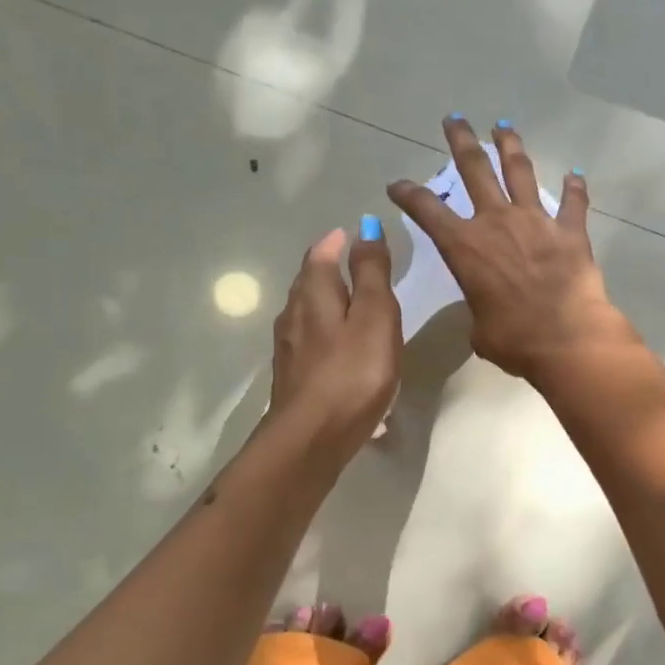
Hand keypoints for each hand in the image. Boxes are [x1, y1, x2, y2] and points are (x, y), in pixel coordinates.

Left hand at [267, 223, 401, 461]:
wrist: (312, 438)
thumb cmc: (353, 371)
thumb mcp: (374, 314)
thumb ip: (372, 272)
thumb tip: (364, 227)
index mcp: (315, 293)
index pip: (321, 255)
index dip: (337, 242)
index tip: (352, 235)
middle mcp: (294, 314)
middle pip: (309, 282)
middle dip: (328, 268)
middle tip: (352, 263)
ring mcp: (289, 348)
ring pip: (307, 313)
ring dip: (326, 302)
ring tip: (350, 304)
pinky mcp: (292, 377)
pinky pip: (310, 343)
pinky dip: (325, 333)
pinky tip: (339, 349)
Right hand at [387, 117, 634, 381]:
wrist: (566, 338)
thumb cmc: (514, 340)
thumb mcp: (480, 328)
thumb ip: (480, 307)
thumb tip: (490, 310)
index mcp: (465, 246)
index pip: (426, 210)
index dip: (408, 194)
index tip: (397, 185)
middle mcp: (496, 222)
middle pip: (474, 168)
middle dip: (461, 140)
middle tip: (454, 119)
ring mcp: (535, 220)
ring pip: (519, 170)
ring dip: (509, 145)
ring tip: (502, 126)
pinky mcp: (570, 229)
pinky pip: (573, 202)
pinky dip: (574, 188)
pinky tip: (575, 174)